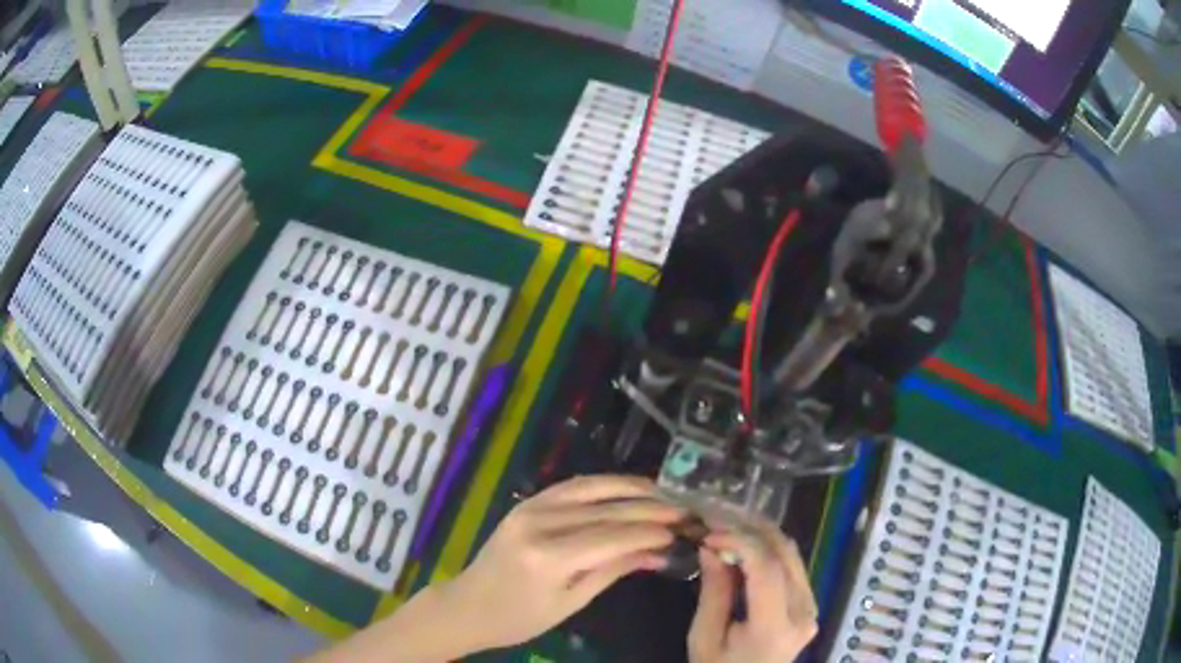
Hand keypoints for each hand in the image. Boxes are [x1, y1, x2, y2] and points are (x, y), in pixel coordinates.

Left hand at [441, 475, 685, 649]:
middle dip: (649, 510)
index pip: (612, 537)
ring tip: (663, 492)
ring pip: (591, 489)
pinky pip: (571, 487)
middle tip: (683, 511)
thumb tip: (657, 552)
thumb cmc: (519, 618)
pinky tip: (625, 488)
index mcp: (548, 557)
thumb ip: (612, 571)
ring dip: (630, 488)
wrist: (468, 605)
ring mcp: (530, 508)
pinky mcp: (527, 503)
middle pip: (606, 510)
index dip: (650, 533)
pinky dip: (602, 485)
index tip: (681, 532)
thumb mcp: (570, 603)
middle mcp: (540, 524)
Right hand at [688, 520, 818, 662]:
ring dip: (760, 534)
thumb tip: (711, 546)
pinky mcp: (810, 603)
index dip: (740, 542)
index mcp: (775, 627)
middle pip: (785, 554)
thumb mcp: (704, 637)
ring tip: (728, 524)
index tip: (709, 534)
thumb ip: (713, 592)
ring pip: (792, 554)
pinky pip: (792, 565)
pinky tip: (745, 544)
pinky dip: (768, 549)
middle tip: (717, 518)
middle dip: (750, 529)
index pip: (767, 569)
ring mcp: (811, 606)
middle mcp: (803, 612)